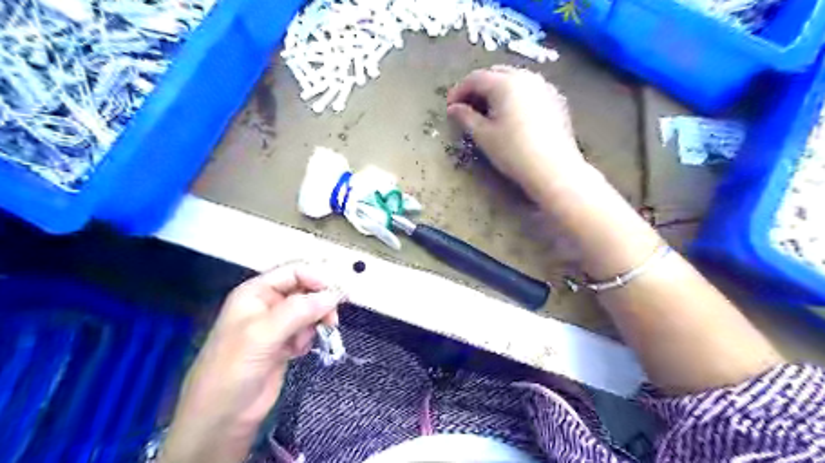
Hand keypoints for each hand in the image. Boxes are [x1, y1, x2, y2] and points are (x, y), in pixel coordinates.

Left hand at [159, 262, 343, 462]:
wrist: (223, 417)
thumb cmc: (233, 369)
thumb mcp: (263, 334)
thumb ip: (299, 310)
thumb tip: (334, 295)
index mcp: (256, 292)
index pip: (293, 272)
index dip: (316, 278)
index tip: (335, 295)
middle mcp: (267, 304)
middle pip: (305, 290)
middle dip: (319, 303)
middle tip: (331, 320)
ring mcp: (277, 325)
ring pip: (309, 311)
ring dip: (314, 323)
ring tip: (304, 342)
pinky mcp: (285, 343)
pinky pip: (307, 330)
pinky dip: (308, 338)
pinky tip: (297, 351)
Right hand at [448, 65, 589, 197]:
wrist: (553, 169)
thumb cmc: (513, 152)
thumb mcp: (484, 135)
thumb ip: (466, 117)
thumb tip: (453, 108)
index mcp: (505, 83)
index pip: (475, 78)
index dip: (459, 91)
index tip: (450, 107)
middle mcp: (526, 77)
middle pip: (495, 73)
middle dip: (478, 87)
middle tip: (467, 107)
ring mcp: (544, 86)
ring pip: (514, 79)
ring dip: (497, 90)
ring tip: (488, 111)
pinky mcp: (556, 99)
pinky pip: (530, 89)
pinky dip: (515, 96)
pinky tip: (512, 114)